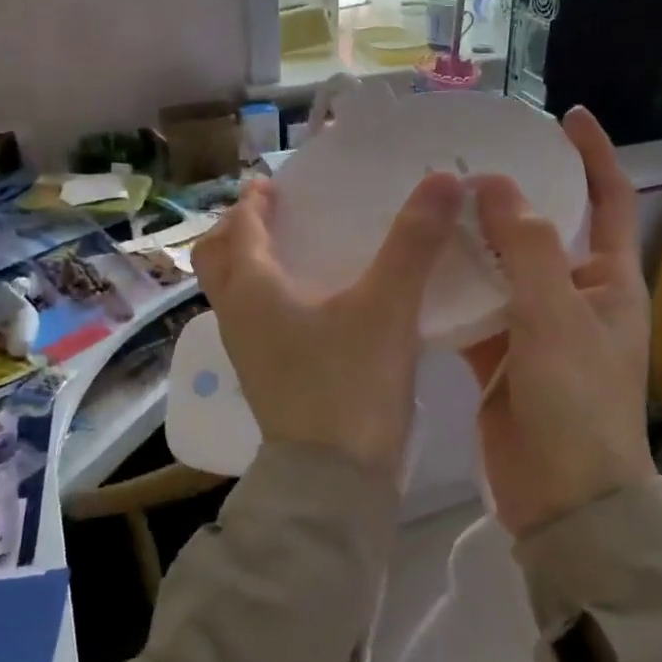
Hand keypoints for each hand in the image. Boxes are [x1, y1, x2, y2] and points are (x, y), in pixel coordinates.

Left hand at [191, 171, 465, 479]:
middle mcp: (238, 317)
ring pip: (234, 294)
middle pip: (217, 261)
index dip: (255, 202)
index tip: (273, 183)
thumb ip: (414, 242)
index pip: (242, 229)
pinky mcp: (266, 380)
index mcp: (253, 289)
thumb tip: (444, 179)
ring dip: (252, 267)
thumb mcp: (388, 306)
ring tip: (296, 254)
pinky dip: (270, 300)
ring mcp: (247, 353)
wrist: (334, 482)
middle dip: (238, 232)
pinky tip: (315, 306)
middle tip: (273, 216)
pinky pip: (255, 322)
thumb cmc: (350, 383)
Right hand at [463, 108, 657, 535]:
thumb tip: (494, 183)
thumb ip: (527, 246)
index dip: (592, 154)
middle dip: (510, 196)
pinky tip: (414, 266)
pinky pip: (473, 309)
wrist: (563, 499)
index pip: (608, 200)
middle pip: (542, 230)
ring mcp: (535, 327)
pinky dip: (450, 291)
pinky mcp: (499, 356)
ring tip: (429, 203)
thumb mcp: (556, 315)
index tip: (562, 115)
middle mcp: (574, 296)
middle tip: (464, 162)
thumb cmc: (576, 401)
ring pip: (500, 269)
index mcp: (610, 281)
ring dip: (472, 242)